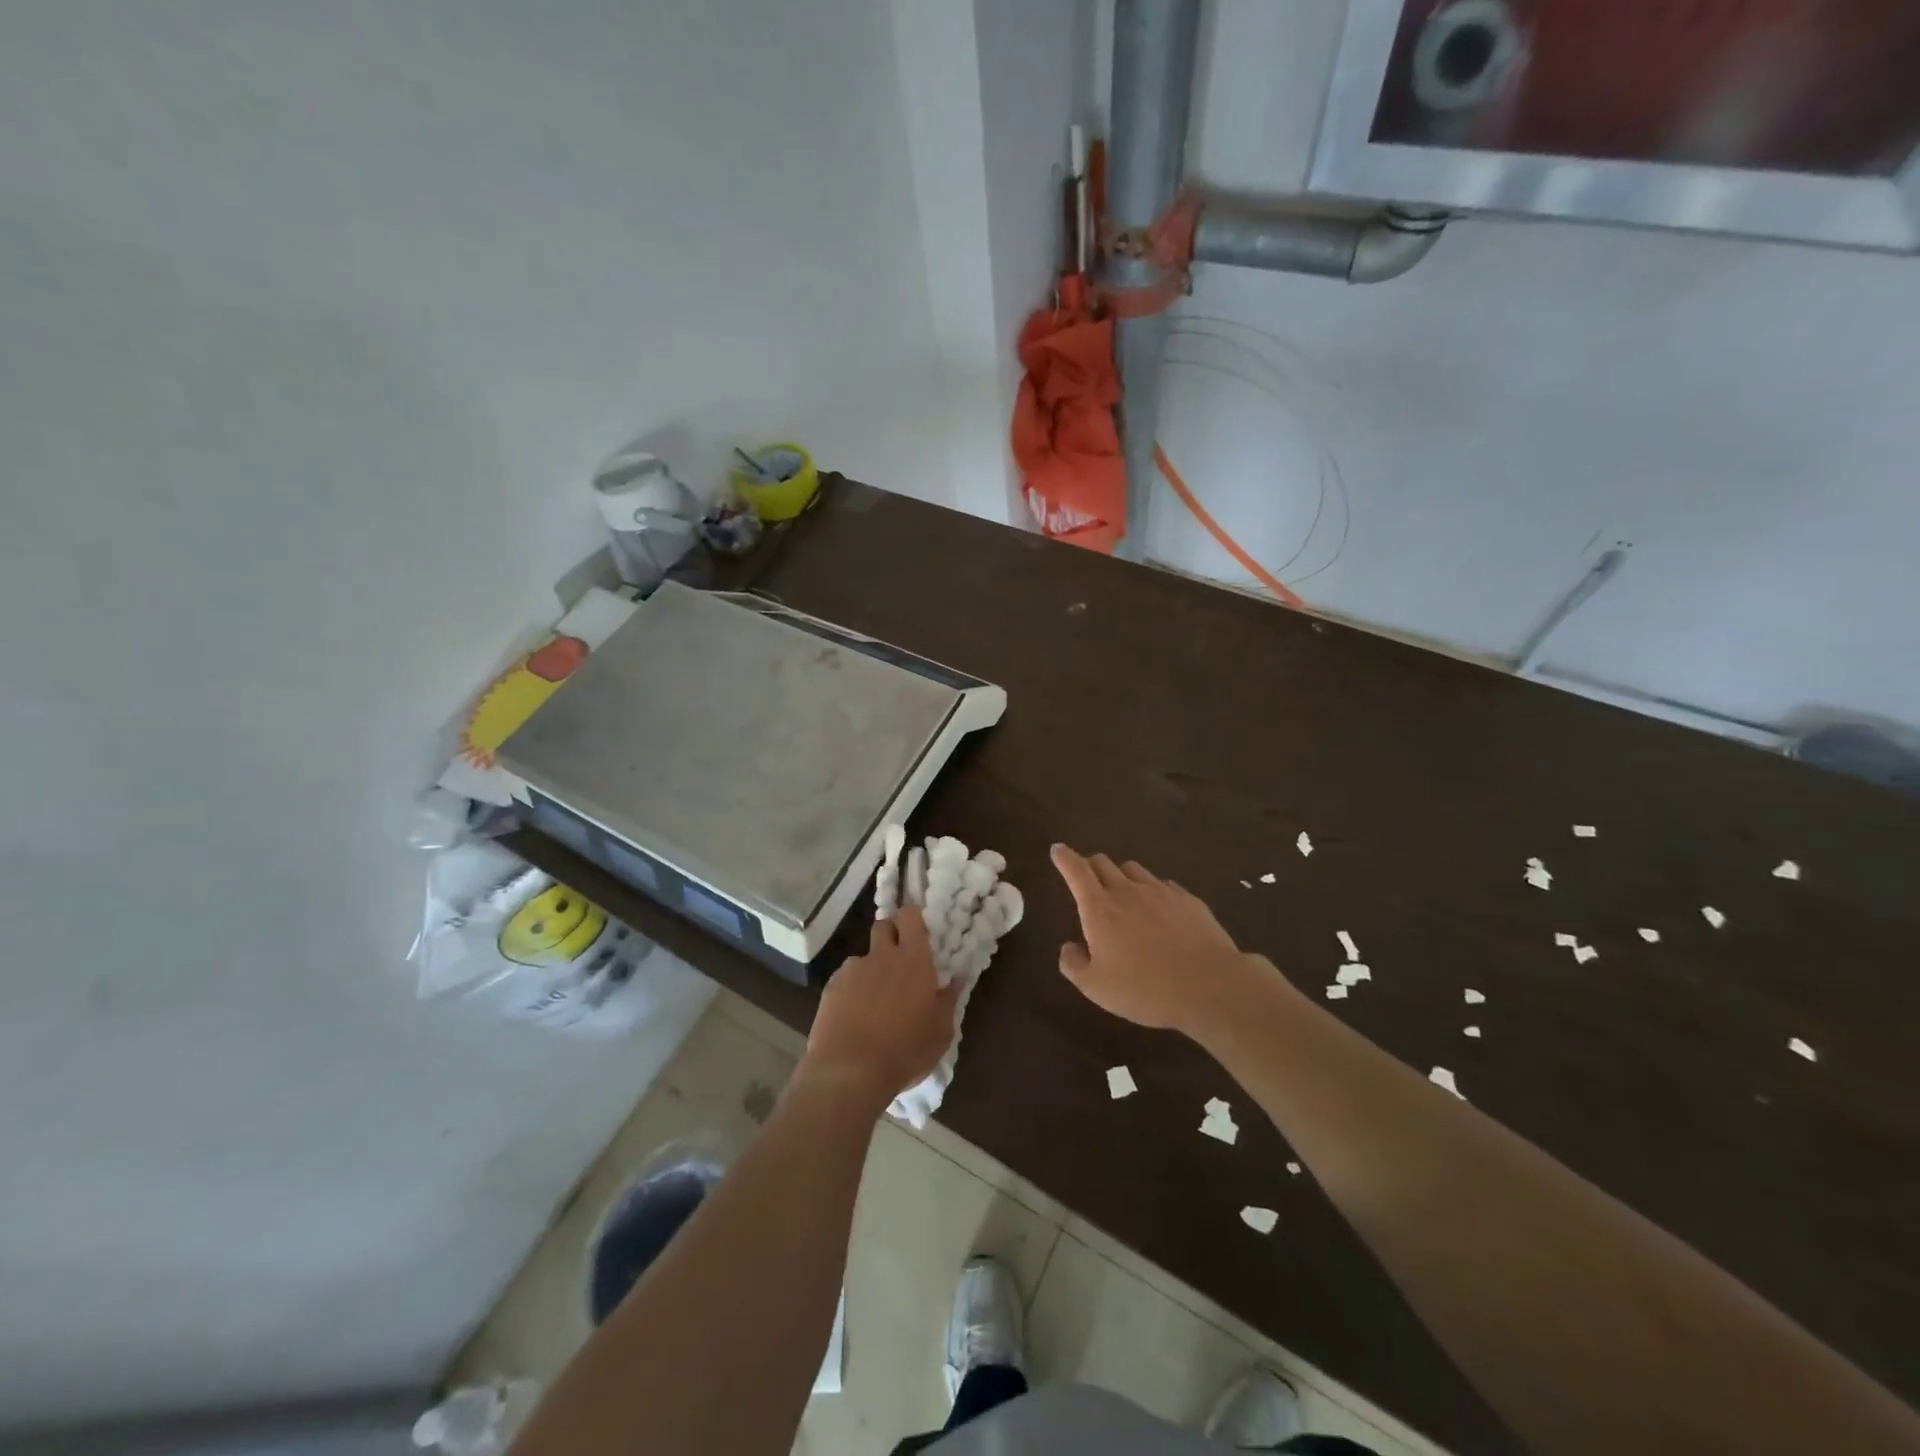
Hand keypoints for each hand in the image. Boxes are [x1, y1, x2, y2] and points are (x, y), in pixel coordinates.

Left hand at [800, 907, 959, 1108]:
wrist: (849, 1071)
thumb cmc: (905, 1052)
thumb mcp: (941, 1033)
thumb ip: (948, 1001)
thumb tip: (956, 980)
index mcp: (914, 960)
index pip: (910, 916)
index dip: (912, 917)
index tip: (917, 930)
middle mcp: (882, 956)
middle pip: (884, 926)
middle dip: (891, 935)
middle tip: (898, 960)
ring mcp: (853, 970)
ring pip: (864, 957)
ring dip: (871, 969)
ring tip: (873, 1000)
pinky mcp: (831, 987)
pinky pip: (845, 979)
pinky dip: (851, 990)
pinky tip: (853, 1016)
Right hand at [1052, 844, 1261, 1036]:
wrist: (1209, 986)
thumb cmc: (1144, 989)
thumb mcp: (1096, 988)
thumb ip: (1074, 964)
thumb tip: (1068, 947)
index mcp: (1099, 909)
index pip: (1076, 871)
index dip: (1064, 857)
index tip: (1058, 849)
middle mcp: (1127, 891)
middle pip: (1103, 863)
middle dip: (1090, 865)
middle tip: (1087, 878)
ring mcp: (1160, 891)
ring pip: (1133, 869)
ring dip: (1121, 875)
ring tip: (1124, 893)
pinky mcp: (1188, 899)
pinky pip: (1163, 884)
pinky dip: (1153, 891)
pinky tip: (1159, 910)